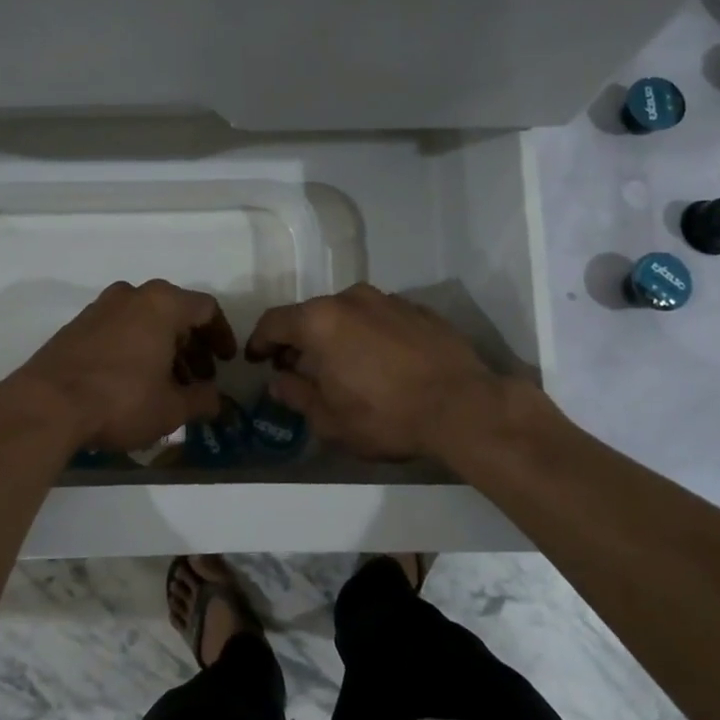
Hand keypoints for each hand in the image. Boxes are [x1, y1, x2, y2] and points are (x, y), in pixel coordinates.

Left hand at [2, 280, 236, 454]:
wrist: (46, 405)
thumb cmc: (121, 400)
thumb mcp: (171, 408)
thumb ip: (202, 401)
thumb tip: (218, 401)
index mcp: (162, 304)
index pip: (206, 309)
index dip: (221, 336)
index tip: (226, 362)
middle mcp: (132, 295)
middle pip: (174, 314)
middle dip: (191, 347)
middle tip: (199, 378)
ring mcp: (100, 308)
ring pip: (145, 322)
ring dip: (163, 349)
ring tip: (168, 386)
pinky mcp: (76, 326)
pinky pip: (119, 330)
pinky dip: (135, 349)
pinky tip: (135, 382)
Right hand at [245, 283, 506, 460]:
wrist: (464, 407)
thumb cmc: (386, 416)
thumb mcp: (330, 420)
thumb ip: (297, 395)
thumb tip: (279, 381)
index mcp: (321, 321)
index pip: (275, 322)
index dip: (260, 341)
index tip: (256, 359)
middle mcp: (351, 299)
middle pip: (312, 315)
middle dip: (299, 340)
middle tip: (296, 367)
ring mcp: (389, 300)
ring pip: (348, 314)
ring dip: (336, 336)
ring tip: (340, 365)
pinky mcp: (420, 310)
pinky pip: (381, 319)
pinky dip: (369, 335)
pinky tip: (380, 362)